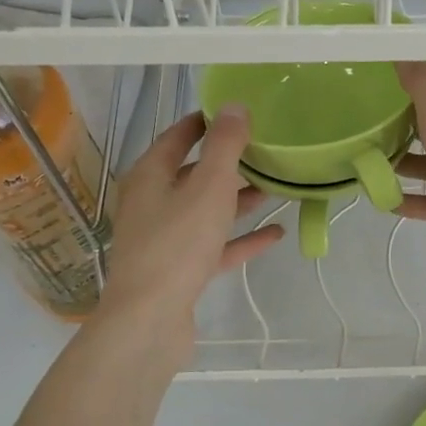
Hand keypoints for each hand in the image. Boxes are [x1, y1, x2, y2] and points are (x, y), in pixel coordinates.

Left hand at [97, 106, 281, 352]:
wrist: (150, 319)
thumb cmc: (177, 243)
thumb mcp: (208, 186)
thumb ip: (225, 145)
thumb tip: (234, 106)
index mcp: (150, 176)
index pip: (178, 137)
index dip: (205, 123)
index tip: (236, 114)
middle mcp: (152, 203)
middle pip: (193, 174)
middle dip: (228, 163)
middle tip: (264, 151)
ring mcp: (165, 239)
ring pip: (206, 210)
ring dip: (238, 200)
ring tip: (274, 189)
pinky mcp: (180, 270)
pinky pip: (215, 246)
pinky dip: (241, 238)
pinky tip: (275, 234)